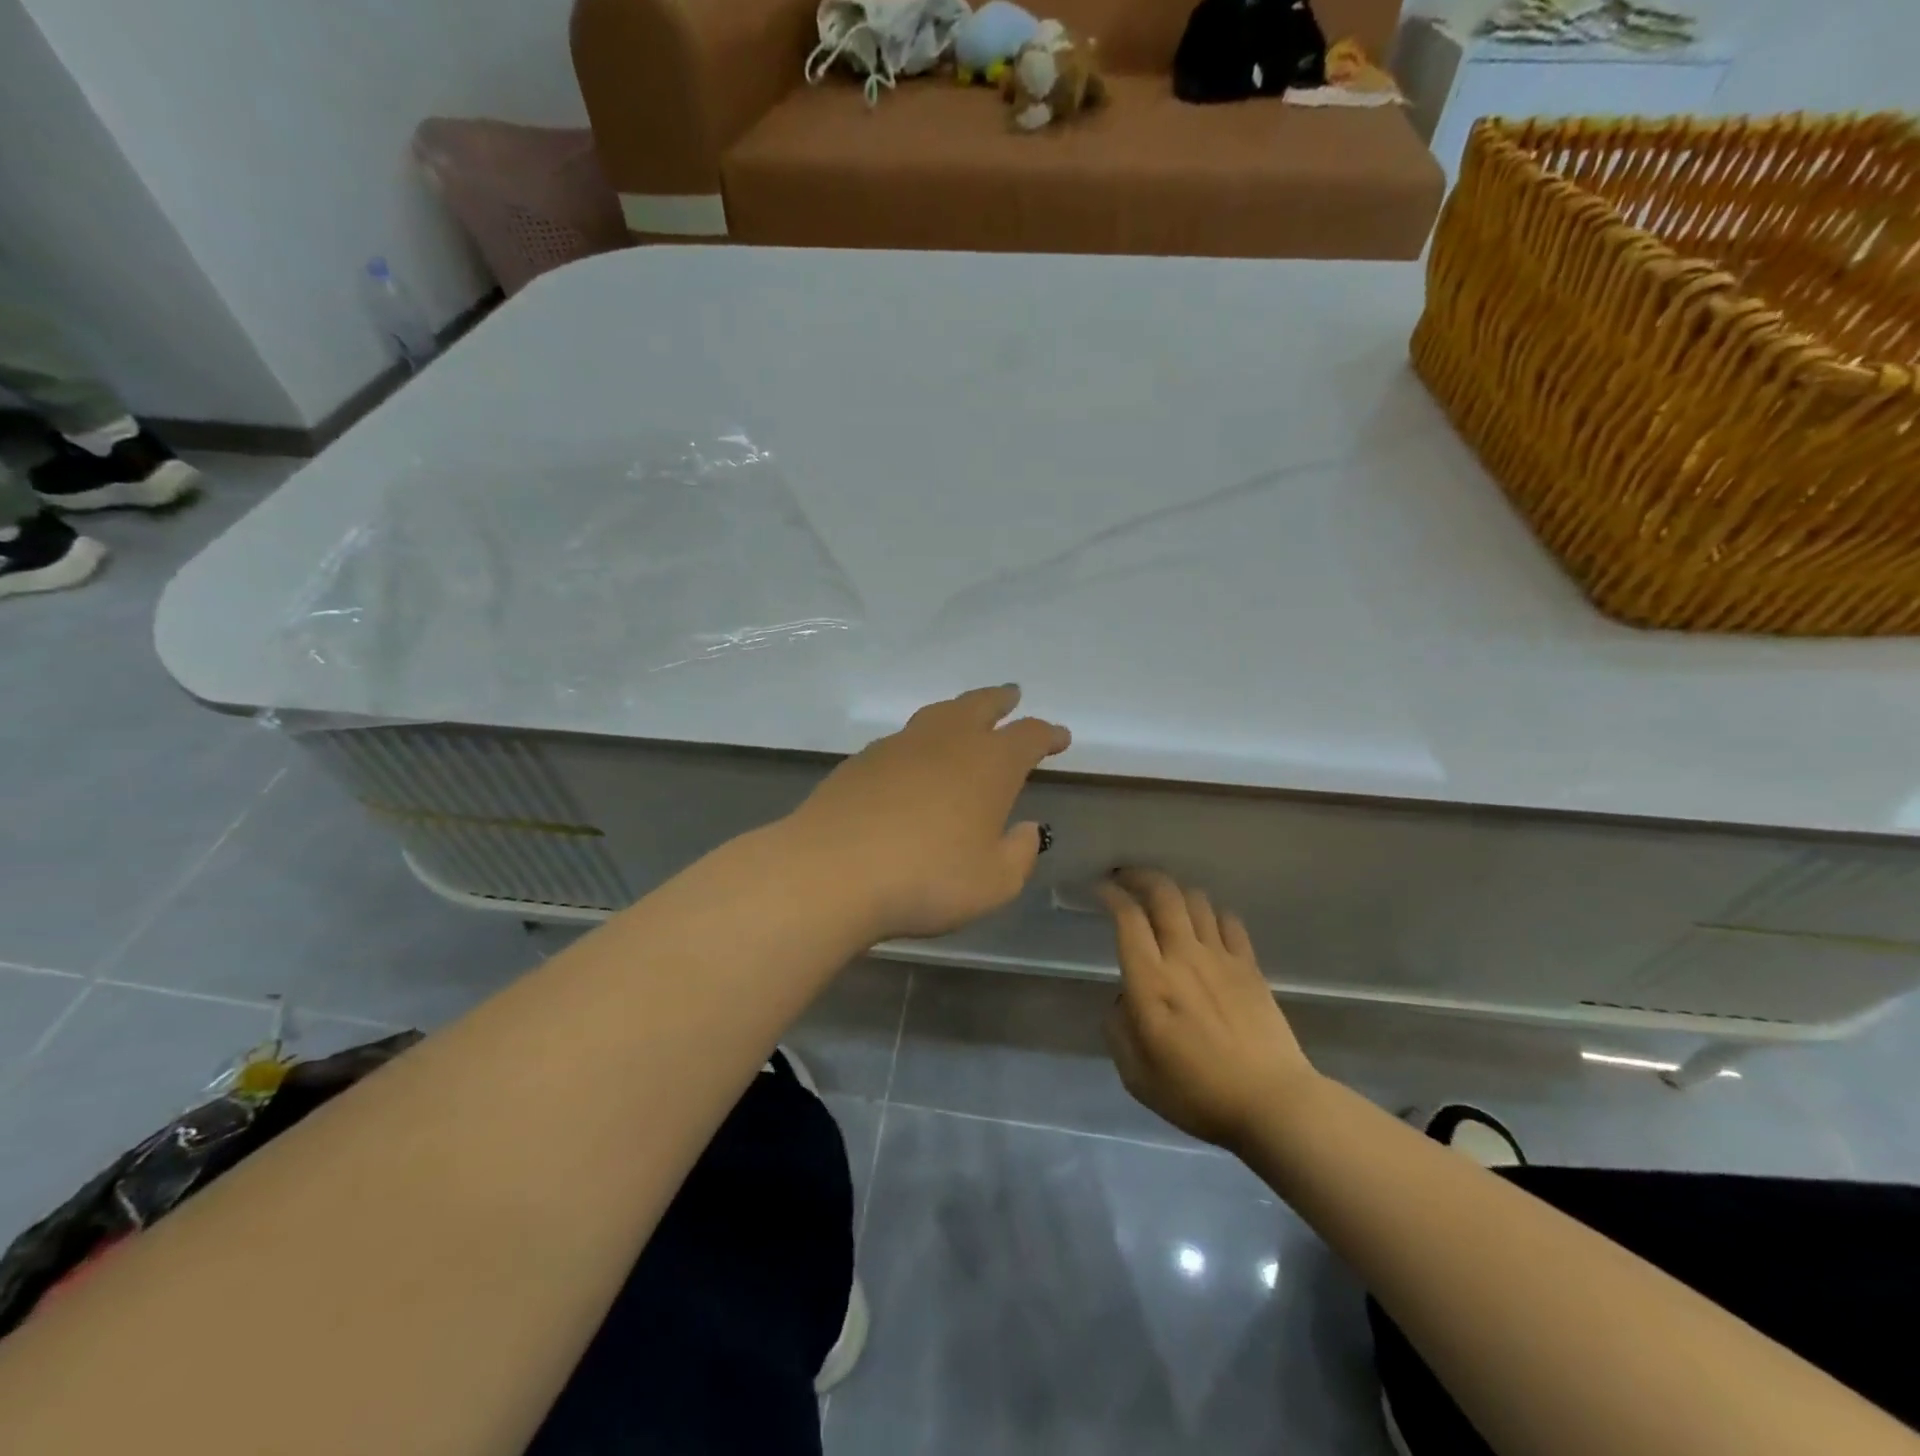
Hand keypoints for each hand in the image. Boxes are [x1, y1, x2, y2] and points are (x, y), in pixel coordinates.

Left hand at [788, 685, 1070, 941]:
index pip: (1029, 736)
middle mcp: (947, 741)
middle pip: (980, 706)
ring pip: (938, 714)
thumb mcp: (993, 883)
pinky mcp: (862, 760)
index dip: (1048, 734)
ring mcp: (900, 745)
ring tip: (966, 715)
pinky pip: (903, 738)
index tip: (1059, 737)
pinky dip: (921, 740)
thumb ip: (1018, 854)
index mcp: (989, 764)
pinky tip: (915, 758)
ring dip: (959, 710)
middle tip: (1012, 696)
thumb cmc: (927, 878)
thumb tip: (1025, 829)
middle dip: (1001, 700)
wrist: (832, 871)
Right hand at [1100, 868, 1314, 1151]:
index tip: (1099, 889)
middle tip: (1125, 878)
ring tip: (1162, 899)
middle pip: (1163, 893)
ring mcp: (1221, 958)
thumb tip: (1122, 1001)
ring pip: (1196, 900)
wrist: (1272, 1103)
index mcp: (1150, 981)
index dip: (1110, 894)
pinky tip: (1205, 924)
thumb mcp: (1137, 1076)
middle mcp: (1184, 957)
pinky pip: (1228, 921)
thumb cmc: (1197, 1094)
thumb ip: (1118, 1030)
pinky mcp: (1250, 966)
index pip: (1127, 917)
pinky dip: (1211, 912)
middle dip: (1140, 876)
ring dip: (1174, 891)